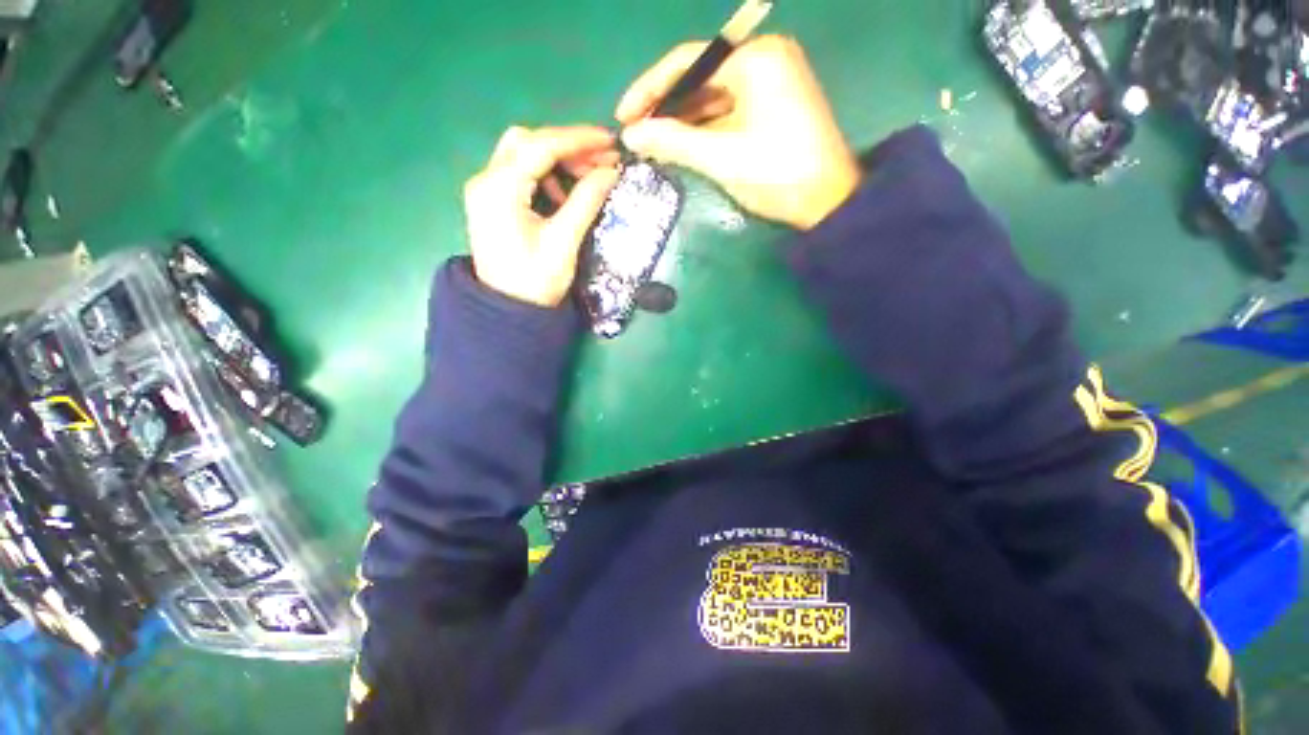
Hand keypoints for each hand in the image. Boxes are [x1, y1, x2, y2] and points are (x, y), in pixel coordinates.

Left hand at [463, 126, 619, 306]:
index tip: (610, 142)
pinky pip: (520, 173)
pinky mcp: (492, 201)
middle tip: (601, 163)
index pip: (540, 146)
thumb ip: (586, 202)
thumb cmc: (535, 282)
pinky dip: (546, 176)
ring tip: (586, 181)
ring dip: (558, 161)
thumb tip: (611, 172)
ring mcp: (486, 190)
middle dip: (567, 148)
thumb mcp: (564, 242)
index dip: (578, 140)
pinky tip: (563, 197)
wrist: (508, 312)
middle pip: (527, 142)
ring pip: (523, 154)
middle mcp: (485, 180)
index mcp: (499, 189)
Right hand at [616, 36, 860, 229]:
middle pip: (700, 78)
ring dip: (683, 120)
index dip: (649, 88)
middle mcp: (764, 58)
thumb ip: (672, 141)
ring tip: (652, 142)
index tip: (623, 116)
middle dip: (666, 107)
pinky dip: (704, 127)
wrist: (827, 203)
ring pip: (713, 96)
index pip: (687, 63)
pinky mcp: (773, 106)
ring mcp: (771, 82)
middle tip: (636, 133)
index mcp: (755, 58)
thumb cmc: (776, 175)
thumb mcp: (720, 158)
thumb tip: (630, 134)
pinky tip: (682, 143)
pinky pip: (728, 110)